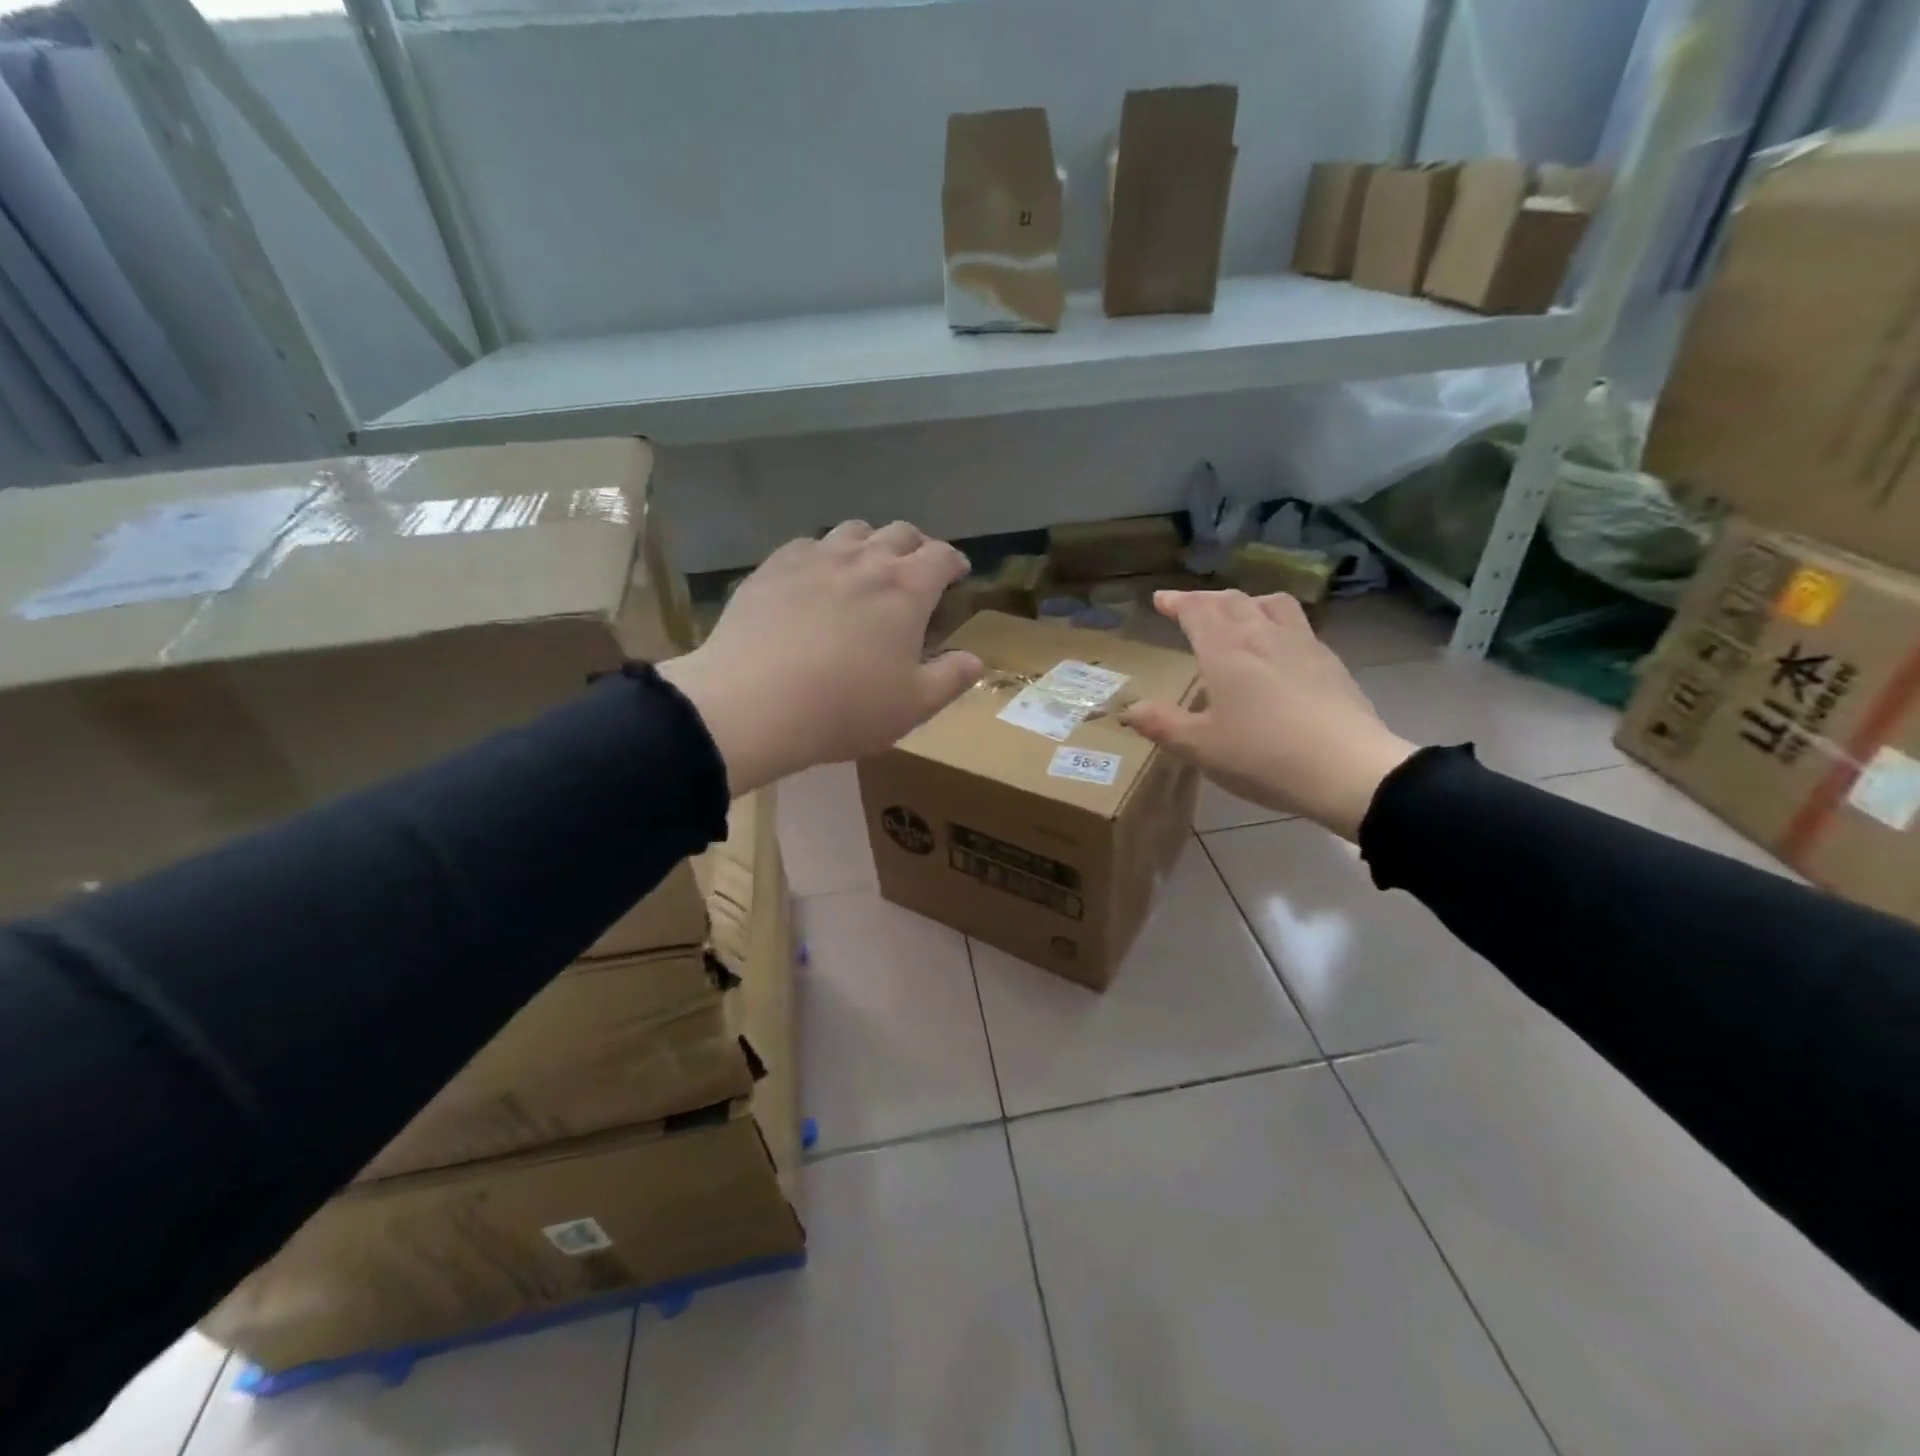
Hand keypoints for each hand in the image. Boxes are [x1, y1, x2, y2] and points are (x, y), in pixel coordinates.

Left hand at [658, 521, 983, 792]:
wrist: (753, 704)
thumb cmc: (845, 708)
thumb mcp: (913, 706)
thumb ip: (951, 678)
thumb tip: (975, 659)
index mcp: (907, 589)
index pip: (941, 556)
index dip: (953, 562)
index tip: (956, 574)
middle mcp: (864, 561)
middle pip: (900, 533)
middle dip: (916, 547)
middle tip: (916, 570)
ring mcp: (814, 559)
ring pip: (853, 531)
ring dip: (870, 543)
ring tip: (866, 568)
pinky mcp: (772, 567)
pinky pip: (807, 545)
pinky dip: (823, 555)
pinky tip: (815, 578)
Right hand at [1120, 591, 1415, 840]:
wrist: (1348, 769)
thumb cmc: (1263, 756)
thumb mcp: (1200, 747)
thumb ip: (1162, 724)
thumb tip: (1127, 710)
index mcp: (1225, 649)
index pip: (1196, 610)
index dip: (1176, 602)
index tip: (1160, 600)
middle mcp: (1262, 634)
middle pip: (1231, 600)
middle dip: (1205, 600)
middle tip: (1189, 608)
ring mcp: (1301, 643)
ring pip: (1269, 603)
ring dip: (1245, 601)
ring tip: (1237, 614)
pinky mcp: (1329, 661)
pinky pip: (1296, 623)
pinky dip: (1275, 620)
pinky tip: (1277, 646)